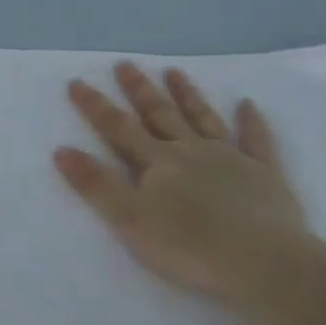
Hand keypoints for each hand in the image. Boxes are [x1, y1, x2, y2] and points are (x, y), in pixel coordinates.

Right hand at [54, 62, 311, 298]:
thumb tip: (61, 150)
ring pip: (203, 118)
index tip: (77, 81)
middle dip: (139, 89)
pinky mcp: (264, 174)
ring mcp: (230, 159)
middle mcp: (191, 151)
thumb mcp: (129, 219)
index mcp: (158, 162)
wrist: (260, 260)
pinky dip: (252, 121)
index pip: (118, 128)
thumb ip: (96, 184)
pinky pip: (257, 141)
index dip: (95, 106)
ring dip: (187, 95)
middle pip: (160, 114)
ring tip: (174, 71)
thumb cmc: (188, 245)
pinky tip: (248, 103)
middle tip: (125, 64)